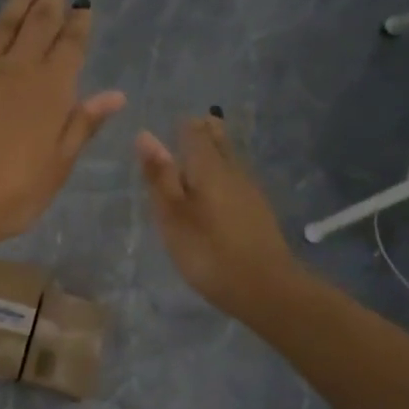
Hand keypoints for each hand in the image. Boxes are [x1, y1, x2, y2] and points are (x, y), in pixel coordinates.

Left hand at [0, 0, 125, 254]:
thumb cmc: (11, 193)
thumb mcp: (57, 167)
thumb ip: (82, 125)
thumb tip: (114, 94)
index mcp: (52, 90)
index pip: (71, 46)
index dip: (79, 23)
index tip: (84, 2)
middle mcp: (18, 68)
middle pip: (39, 24)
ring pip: (3, 23)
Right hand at [136, 116, 297, 317]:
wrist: (263, 286)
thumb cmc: (207, 249)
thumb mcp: (172, 214)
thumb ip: (160, 176)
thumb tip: (146, 135)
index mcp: (208, 167)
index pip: (195, 133)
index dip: (183, 126)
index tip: (172, 122)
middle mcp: (233, 171)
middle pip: (218, 142)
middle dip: (205, 132)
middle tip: (191, 126)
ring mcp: (250, 191)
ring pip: (230, 160)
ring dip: (216, 152)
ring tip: (201, 151)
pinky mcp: (258, 212)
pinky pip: (237, 180)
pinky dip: (224, 174)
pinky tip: (219, 187)